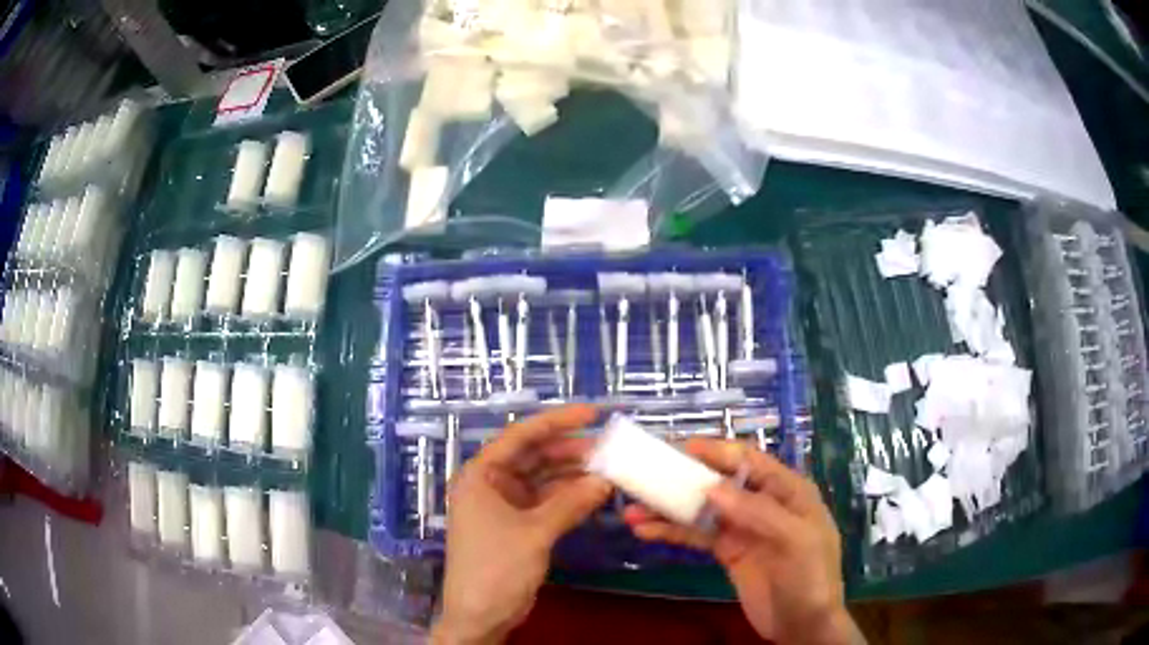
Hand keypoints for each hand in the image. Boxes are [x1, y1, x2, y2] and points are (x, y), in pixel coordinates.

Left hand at [431, 405, 611, 644]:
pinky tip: (595, 494)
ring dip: (573, 475)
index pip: (520, 436)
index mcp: (481, 475)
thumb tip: (605, 480)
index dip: (557, 421)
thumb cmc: (496, 568)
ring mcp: (505, 505)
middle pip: (534, 456)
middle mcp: (491, 484)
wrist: (480, 615)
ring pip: (543, 479)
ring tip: (609, 469)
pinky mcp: (518, 525)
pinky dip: (569, 498)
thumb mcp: (534, 533)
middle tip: (609, 449)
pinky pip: (547, 502)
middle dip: (570, 451)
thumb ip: (570, 504)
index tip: (593, 413)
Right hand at [624, 439, 861, 644]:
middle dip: (684, 478)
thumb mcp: (793, 539)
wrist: (803, 623)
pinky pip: (697, 536)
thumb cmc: (810, 575)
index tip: (678, 448)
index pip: (748, 460)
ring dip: (669, 509)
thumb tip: (711, 487)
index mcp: (786, 490)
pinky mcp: (727, 552)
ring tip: (633, 510)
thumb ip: (757, 511)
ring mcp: (743, 528)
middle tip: (645, 475)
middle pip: (719, 482)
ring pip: (703, 509)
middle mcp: (762, 503)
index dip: (715, 451)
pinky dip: (672, 532)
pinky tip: (645, 532)